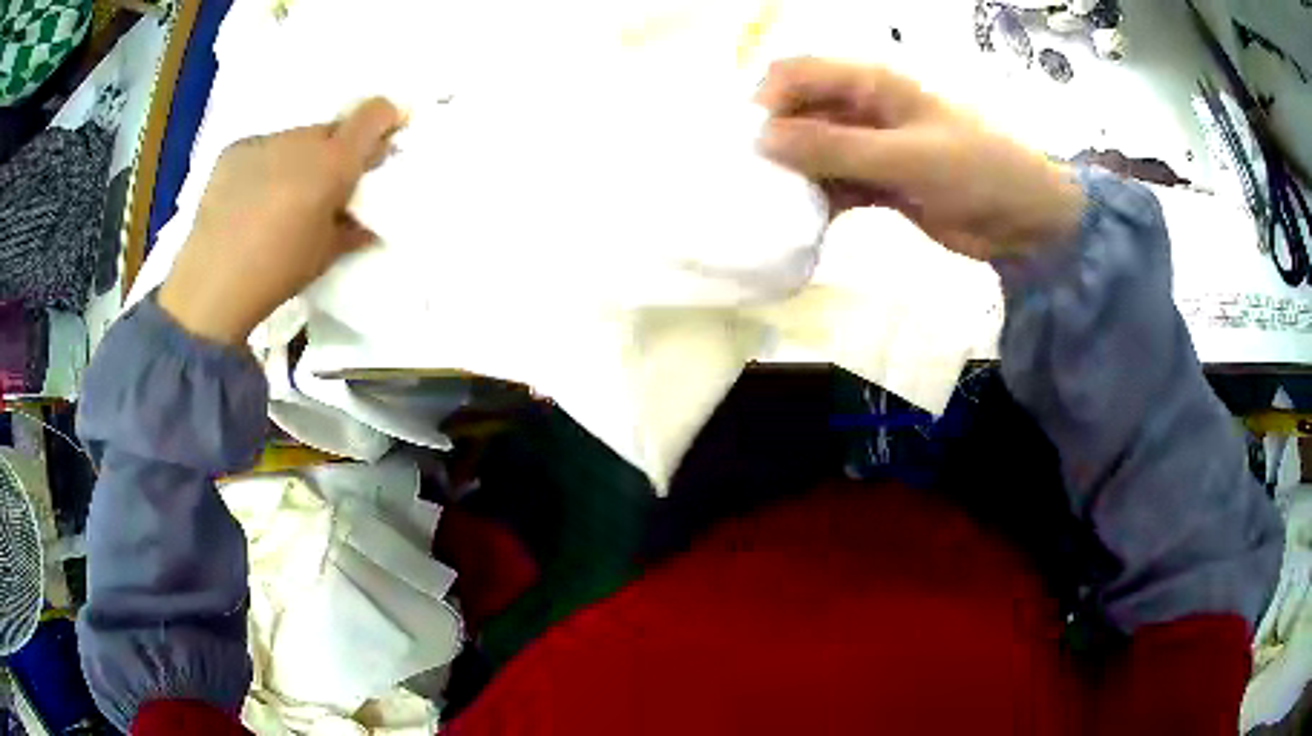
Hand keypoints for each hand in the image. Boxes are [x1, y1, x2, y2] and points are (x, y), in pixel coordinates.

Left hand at [159, 98, 403, 344]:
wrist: (213, 284)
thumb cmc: (279, 270)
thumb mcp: (328, 253)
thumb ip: (354, 225)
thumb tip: (367, 219)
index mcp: (334, 162)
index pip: (373, 115)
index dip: (385, 119)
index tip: (384, 140)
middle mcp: (302, 139)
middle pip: (332, 129)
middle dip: (337, 150)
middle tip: (326, 187)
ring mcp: (264, 141)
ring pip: (295, 140)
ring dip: (299, 159)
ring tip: (281, 198)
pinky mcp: (234, 150)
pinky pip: (262, 149)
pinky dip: (265, 166)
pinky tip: (251, 199)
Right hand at [756, 58, 1084, 259]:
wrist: (1027, 222)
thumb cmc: (979, 171)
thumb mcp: (909, 156)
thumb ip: (837, 148)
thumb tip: (762, 140)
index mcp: (870, 83)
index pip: (797, 73)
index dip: (767, 101)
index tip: (752, 145)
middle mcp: (862, 108)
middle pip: (798, 113)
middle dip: (772, 142)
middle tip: (752, 184)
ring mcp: (870, 146)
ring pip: (812, 152)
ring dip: (792, 175)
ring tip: (769, 210)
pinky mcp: (879, 182)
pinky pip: (834, 185)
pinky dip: (817, 201)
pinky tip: (802, 225)